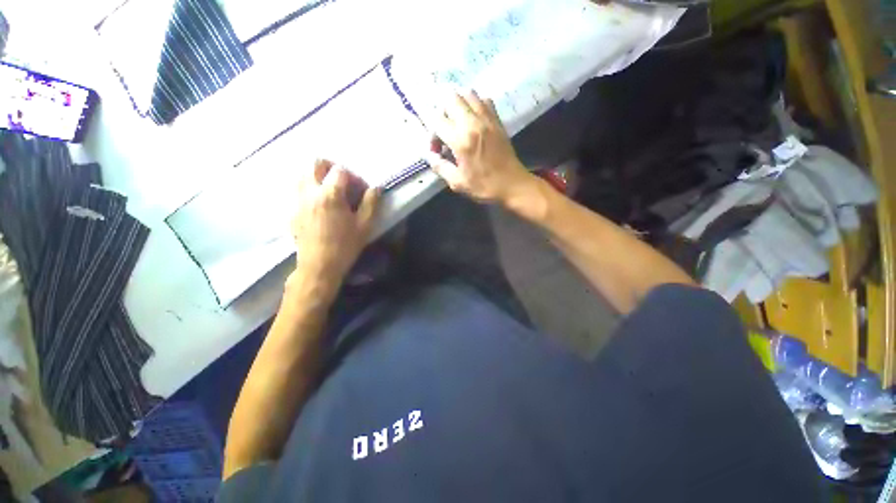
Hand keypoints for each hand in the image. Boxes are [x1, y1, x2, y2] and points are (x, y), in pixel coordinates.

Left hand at [290, 160, 379, 294]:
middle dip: (331, 167)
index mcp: (330, 195)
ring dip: (318, 177)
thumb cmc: (345, 246)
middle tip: (343, 182)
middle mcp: (309, 192)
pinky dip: (310, 189)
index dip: (354, 177)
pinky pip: (298, 190)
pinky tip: (321, 206)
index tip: (361, 191)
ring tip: (331, 192)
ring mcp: (297, 200)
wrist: (319, 266)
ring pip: (303, 174)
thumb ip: (371, 203)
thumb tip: (377, 187)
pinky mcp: (292, 211)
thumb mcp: (365, 225)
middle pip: (315, 163)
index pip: (340, 170)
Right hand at [426, 91, 532, 204]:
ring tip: (457, 123)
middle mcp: (473, 123)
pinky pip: (484, 100)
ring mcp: (487, 119)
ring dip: (458, 105)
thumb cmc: (484, 186)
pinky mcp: (497, 120)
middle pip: (450, 98)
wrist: (513, 185)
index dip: (432, 134)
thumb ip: (440, 167)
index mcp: (461, 140)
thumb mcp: (457, 183)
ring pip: (467, 94)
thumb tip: (431, 156)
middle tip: (445, 131)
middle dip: (441, 113)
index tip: (437, 150)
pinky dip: (475, 104)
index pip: (436, 120)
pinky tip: (473, 120)